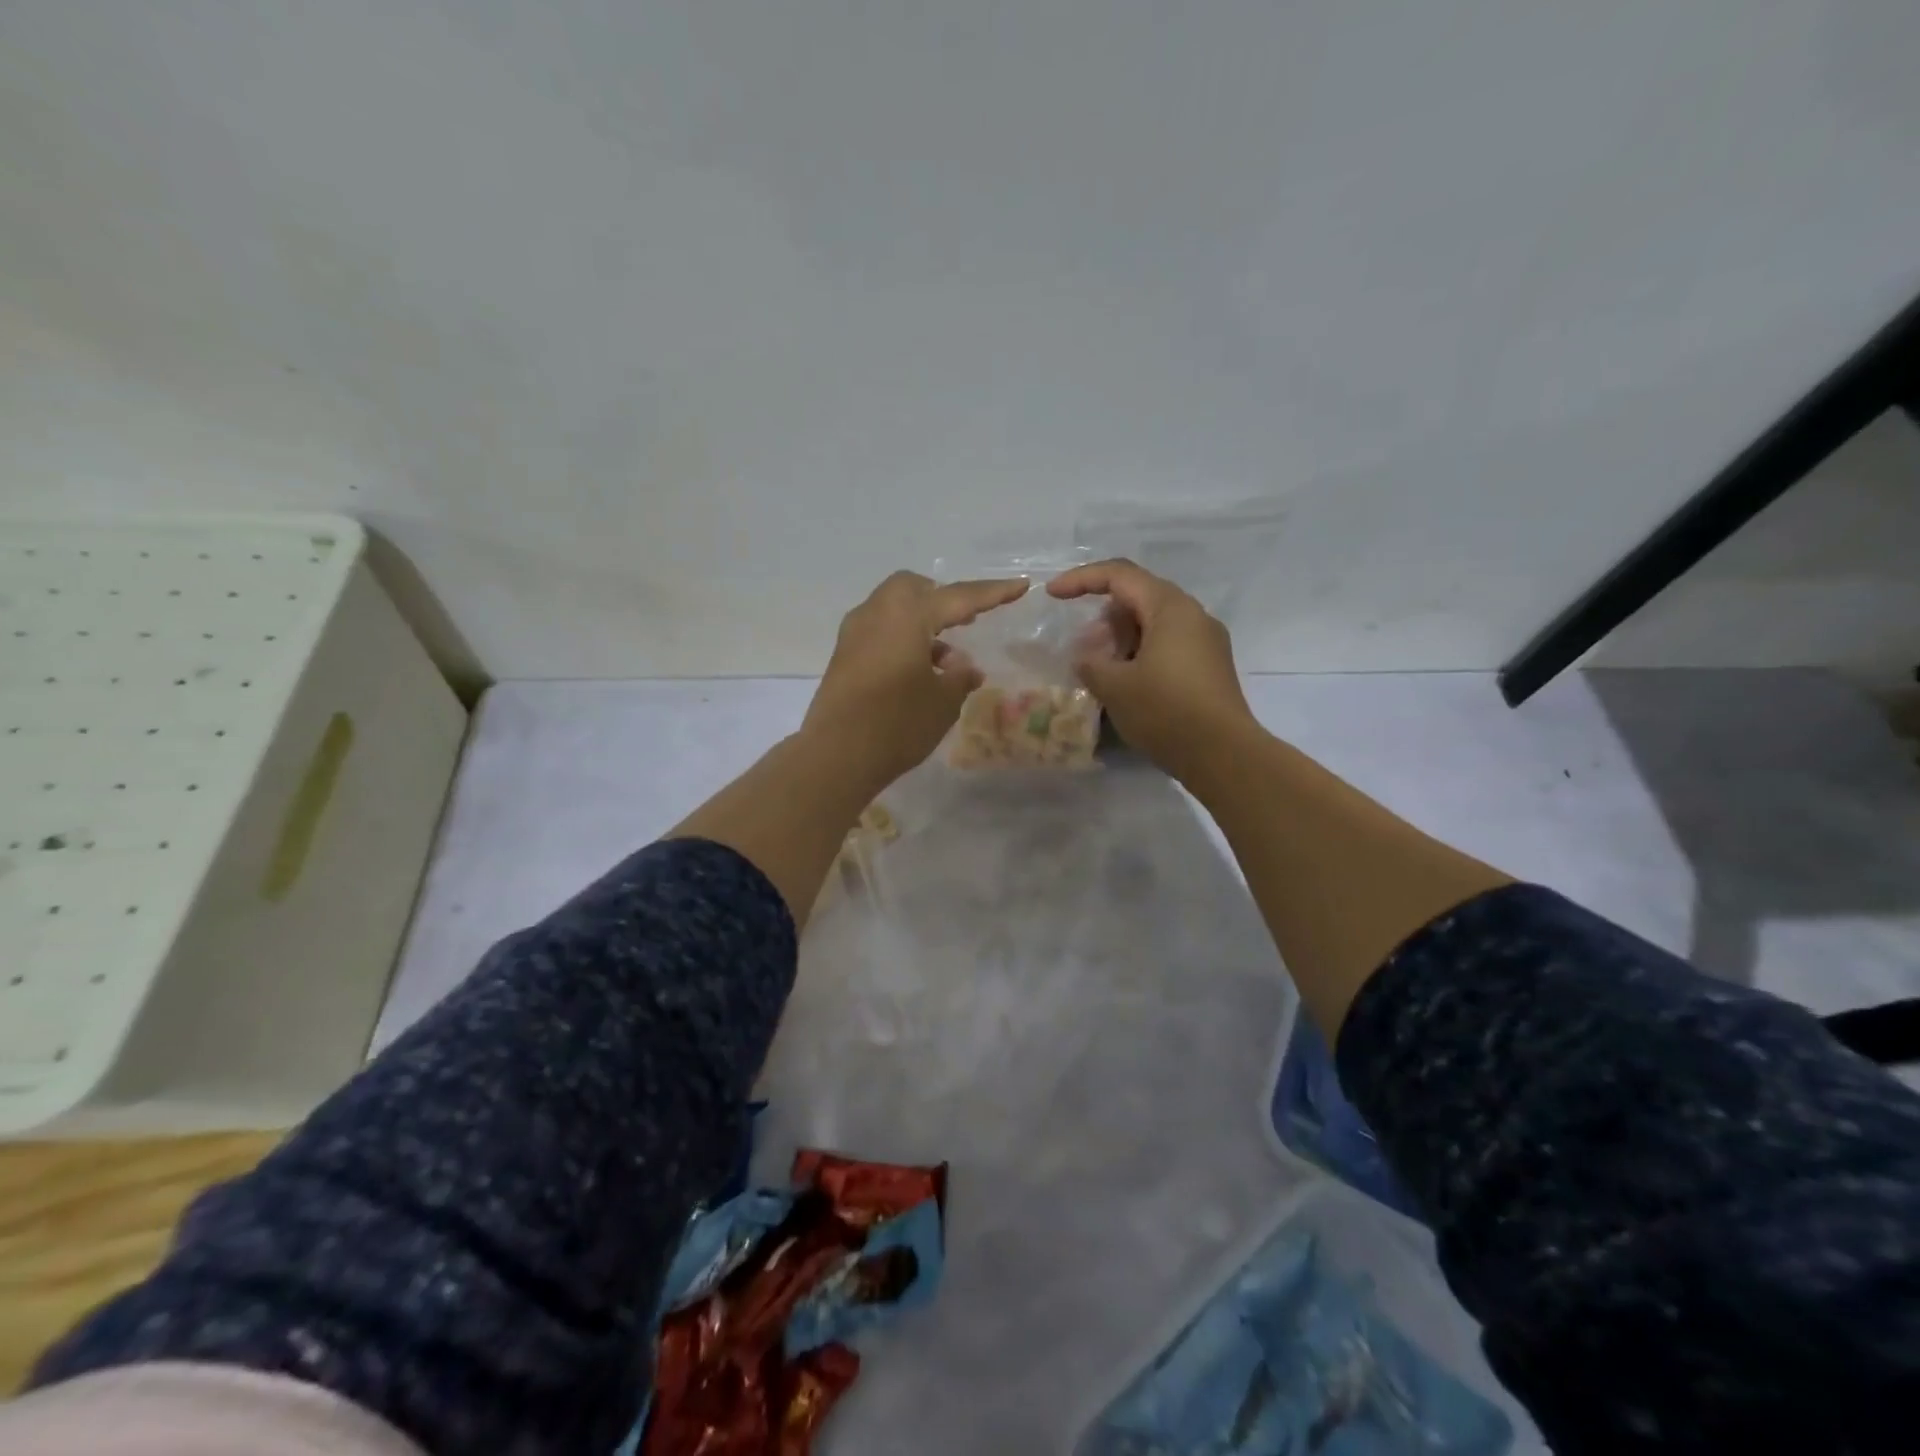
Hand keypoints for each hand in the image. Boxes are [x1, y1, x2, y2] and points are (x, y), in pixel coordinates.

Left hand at [803, 571, 1030, 785]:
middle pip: (915, 588)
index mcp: (908, 615)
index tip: (1021, 585)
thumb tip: (964, 666)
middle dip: (943, 600)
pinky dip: (902, 637)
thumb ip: (959, 677)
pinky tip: (919, 672)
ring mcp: (855, 632)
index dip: (993, 593)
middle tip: (966, 623)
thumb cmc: (897, 724)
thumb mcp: (943, 702)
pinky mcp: (844, 653)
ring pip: (894, 608)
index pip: (959, 597)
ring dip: (922, 623)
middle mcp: (877, 612)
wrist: (836, 755)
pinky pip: (880, 629)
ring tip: (947, 662)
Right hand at [1048, 558, 1258, 781]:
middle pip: (1139, 597)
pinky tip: (1127, 683)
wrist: (1224, 755)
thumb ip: (1091, 664)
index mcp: (1170, 608)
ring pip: (1154, 623)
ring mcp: (1207, 642)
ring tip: (1100, 669)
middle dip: (1103, 616)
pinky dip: (1141, 653)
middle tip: (1081, 646)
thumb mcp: (1115, 687)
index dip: (1081, 579)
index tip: (1052, 595)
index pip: (1119, 575)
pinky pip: (1169, 645)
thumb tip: (1087, 659)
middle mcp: (1193, 615)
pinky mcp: (1210, 667)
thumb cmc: (1166, 712)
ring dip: (1122, 638)